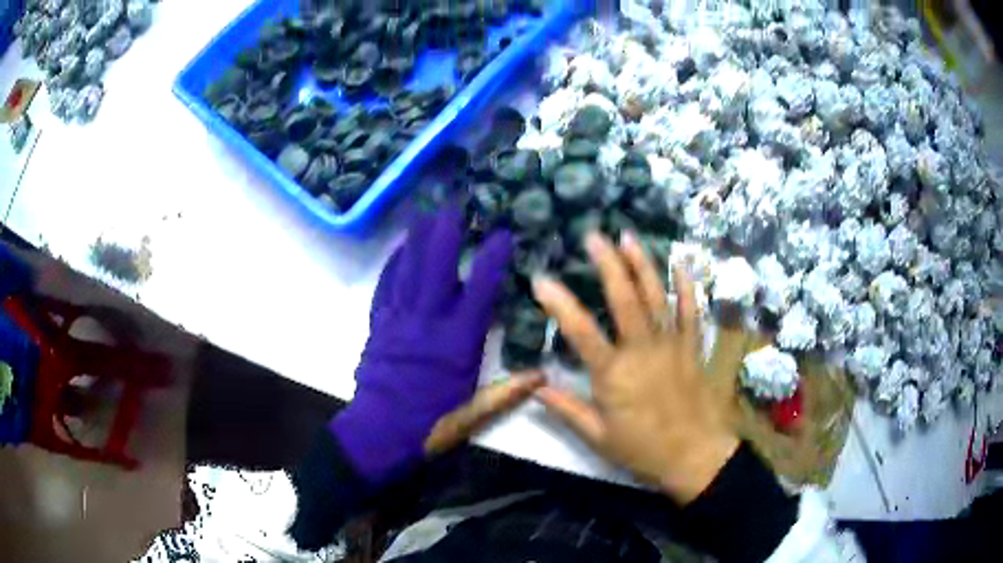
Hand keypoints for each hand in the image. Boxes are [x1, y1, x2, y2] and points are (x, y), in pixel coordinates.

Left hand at [331, 209, 541, 484]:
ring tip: (427, 210)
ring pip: (409, 268)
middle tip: (457, 203)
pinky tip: (401, 248)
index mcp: (456, 343)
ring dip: (419, 237)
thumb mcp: (474, 414)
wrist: (379, 433)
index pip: (480, 291)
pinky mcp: (379, 325)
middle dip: (447, 231)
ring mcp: (399, 320)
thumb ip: (508, 392)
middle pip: (438, 266)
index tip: (503, 235)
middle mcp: (428, 322)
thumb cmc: (430, 424)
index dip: (492, 260)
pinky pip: (386, 285)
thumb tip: (544, 375)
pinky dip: (394, 263)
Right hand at [533, 232, 738, 504]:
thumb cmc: (643, 450)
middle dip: (608, 265)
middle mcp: (643, 351)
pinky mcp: (692, 347)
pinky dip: (687, 286)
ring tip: (628, 237)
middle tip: (593, 236)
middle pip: (625, 300)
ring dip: (642, 264)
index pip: (581, 332)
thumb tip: (534, 387)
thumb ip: (566, 409)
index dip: (559, 304)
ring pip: (657, 297)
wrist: (695, 456)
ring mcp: (672, 345)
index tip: (540, 280)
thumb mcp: (598, 437)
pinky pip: (691, 311)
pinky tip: (680, 263)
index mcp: (614, 374)